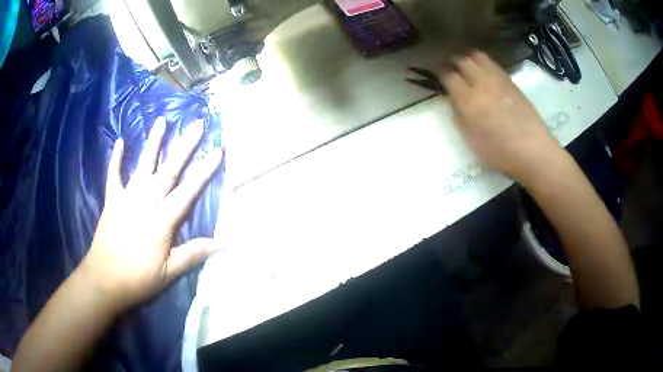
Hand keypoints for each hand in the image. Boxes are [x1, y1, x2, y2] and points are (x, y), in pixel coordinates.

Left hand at [79, 117, 222, 311]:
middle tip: (197, 125)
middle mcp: (146, 202)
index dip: (204, 171)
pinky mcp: (112, 200)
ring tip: (162, 121)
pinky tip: (121, 142)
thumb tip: (223, 244)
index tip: (217, 151)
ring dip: (153, 143)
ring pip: (143, 165)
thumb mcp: (169, 272)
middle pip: (168, 170)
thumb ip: (194, 254)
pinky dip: (116, 159)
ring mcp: (127, 198)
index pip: (188, 191)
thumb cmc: (138, 278)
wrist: (104, 279)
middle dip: (184, 147)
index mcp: (162, 220)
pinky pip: (114, 175)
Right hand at [439, 51, 561, 180]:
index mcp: (469, 100)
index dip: (441, 73)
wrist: (532, 150)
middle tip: (452, 69)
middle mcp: (482, 84)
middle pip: (462, 61)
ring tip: (469, 67)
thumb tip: (456, 103)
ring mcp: (498, 80)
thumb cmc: (500, 152)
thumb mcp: (472, 141)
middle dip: (454, 62)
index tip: (439, 75)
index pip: (449, 76)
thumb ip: (460, 118)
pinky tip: (486, 74)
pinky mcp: (511, 81)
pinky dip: (485, 64)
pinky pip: (493, 64)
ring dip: (470, 59)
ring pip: (478, 57)